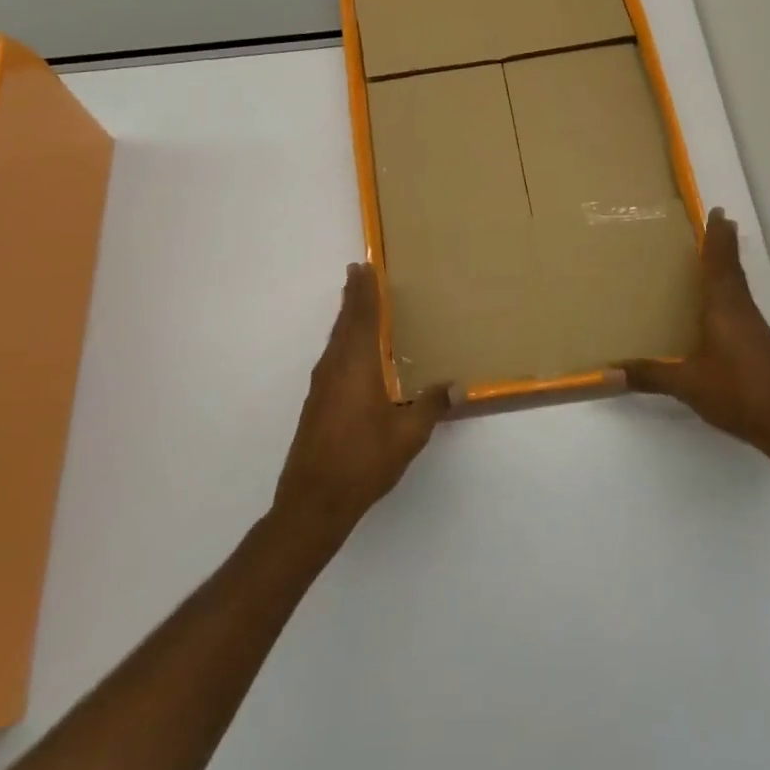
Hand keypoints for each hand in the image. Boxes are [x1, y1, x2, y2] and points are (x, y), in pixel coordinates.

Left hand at [274, 263, 449, 540]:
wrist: (313, 501)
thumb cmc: (363, 462)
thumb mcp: (407, 436)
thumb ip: (431, 406)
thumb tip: (456, 386)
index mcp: (357, 367)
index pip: (363, 318)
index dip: (366, 292)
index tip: (364, 267)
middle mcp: (335, 368)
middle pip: (344, 323)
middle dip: (352, 296)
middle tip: (358, 272)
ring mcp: (322, 385)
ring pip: (335, 340)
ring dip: (346, 317)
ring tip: (355, 303)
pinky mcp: (316, 402)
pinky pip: (332, 356)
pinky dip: (342, 340)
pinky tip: (351, 351)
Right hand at [616, 209, 769, 462]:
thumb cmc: (736, 392)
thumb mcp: (687, 384)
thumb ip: (649, 375)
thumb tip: (607, 371)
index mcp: (724, 308)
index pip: (720, 263)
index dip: (717, 237)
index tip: (718, 212)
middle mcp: (741, 310)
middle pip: (732, 268)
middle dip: (724, 245)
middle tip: (717, 222)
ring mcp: (753, 327)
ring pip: (739, 286)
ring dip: (728, 266)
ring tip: (713, 256)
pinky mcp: (759, 343)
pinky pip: (740, 304)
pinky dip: (729, 290)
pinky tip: (719, 305)